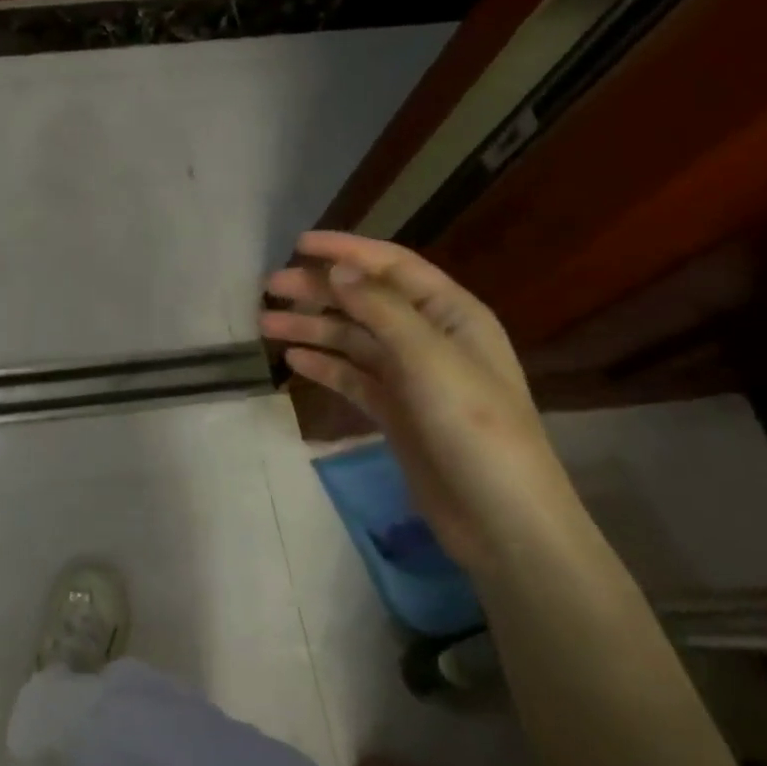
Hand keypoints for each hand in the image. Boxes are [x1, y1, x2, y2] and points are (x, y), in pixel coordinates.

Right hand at [261, 232, 583, 576]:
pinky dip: (324, 365)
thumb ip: (381, 309)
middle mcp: (430, 338)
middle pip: (366, 300)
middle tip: (270, 287)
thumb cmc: (473, 427)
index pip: (392, 266)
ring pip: (353, 339)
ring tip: (265, 324)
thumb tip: (338, 270)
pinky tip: (293, 360)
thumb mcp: (429, 359)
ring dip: (312, 327)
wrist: (502, 521)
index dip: (346, 250)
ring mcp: (412, 377)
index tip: (299, 244)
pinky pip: (352, 377)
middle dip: (319, 290)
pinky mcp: (396, 412)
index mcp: (451, 314)